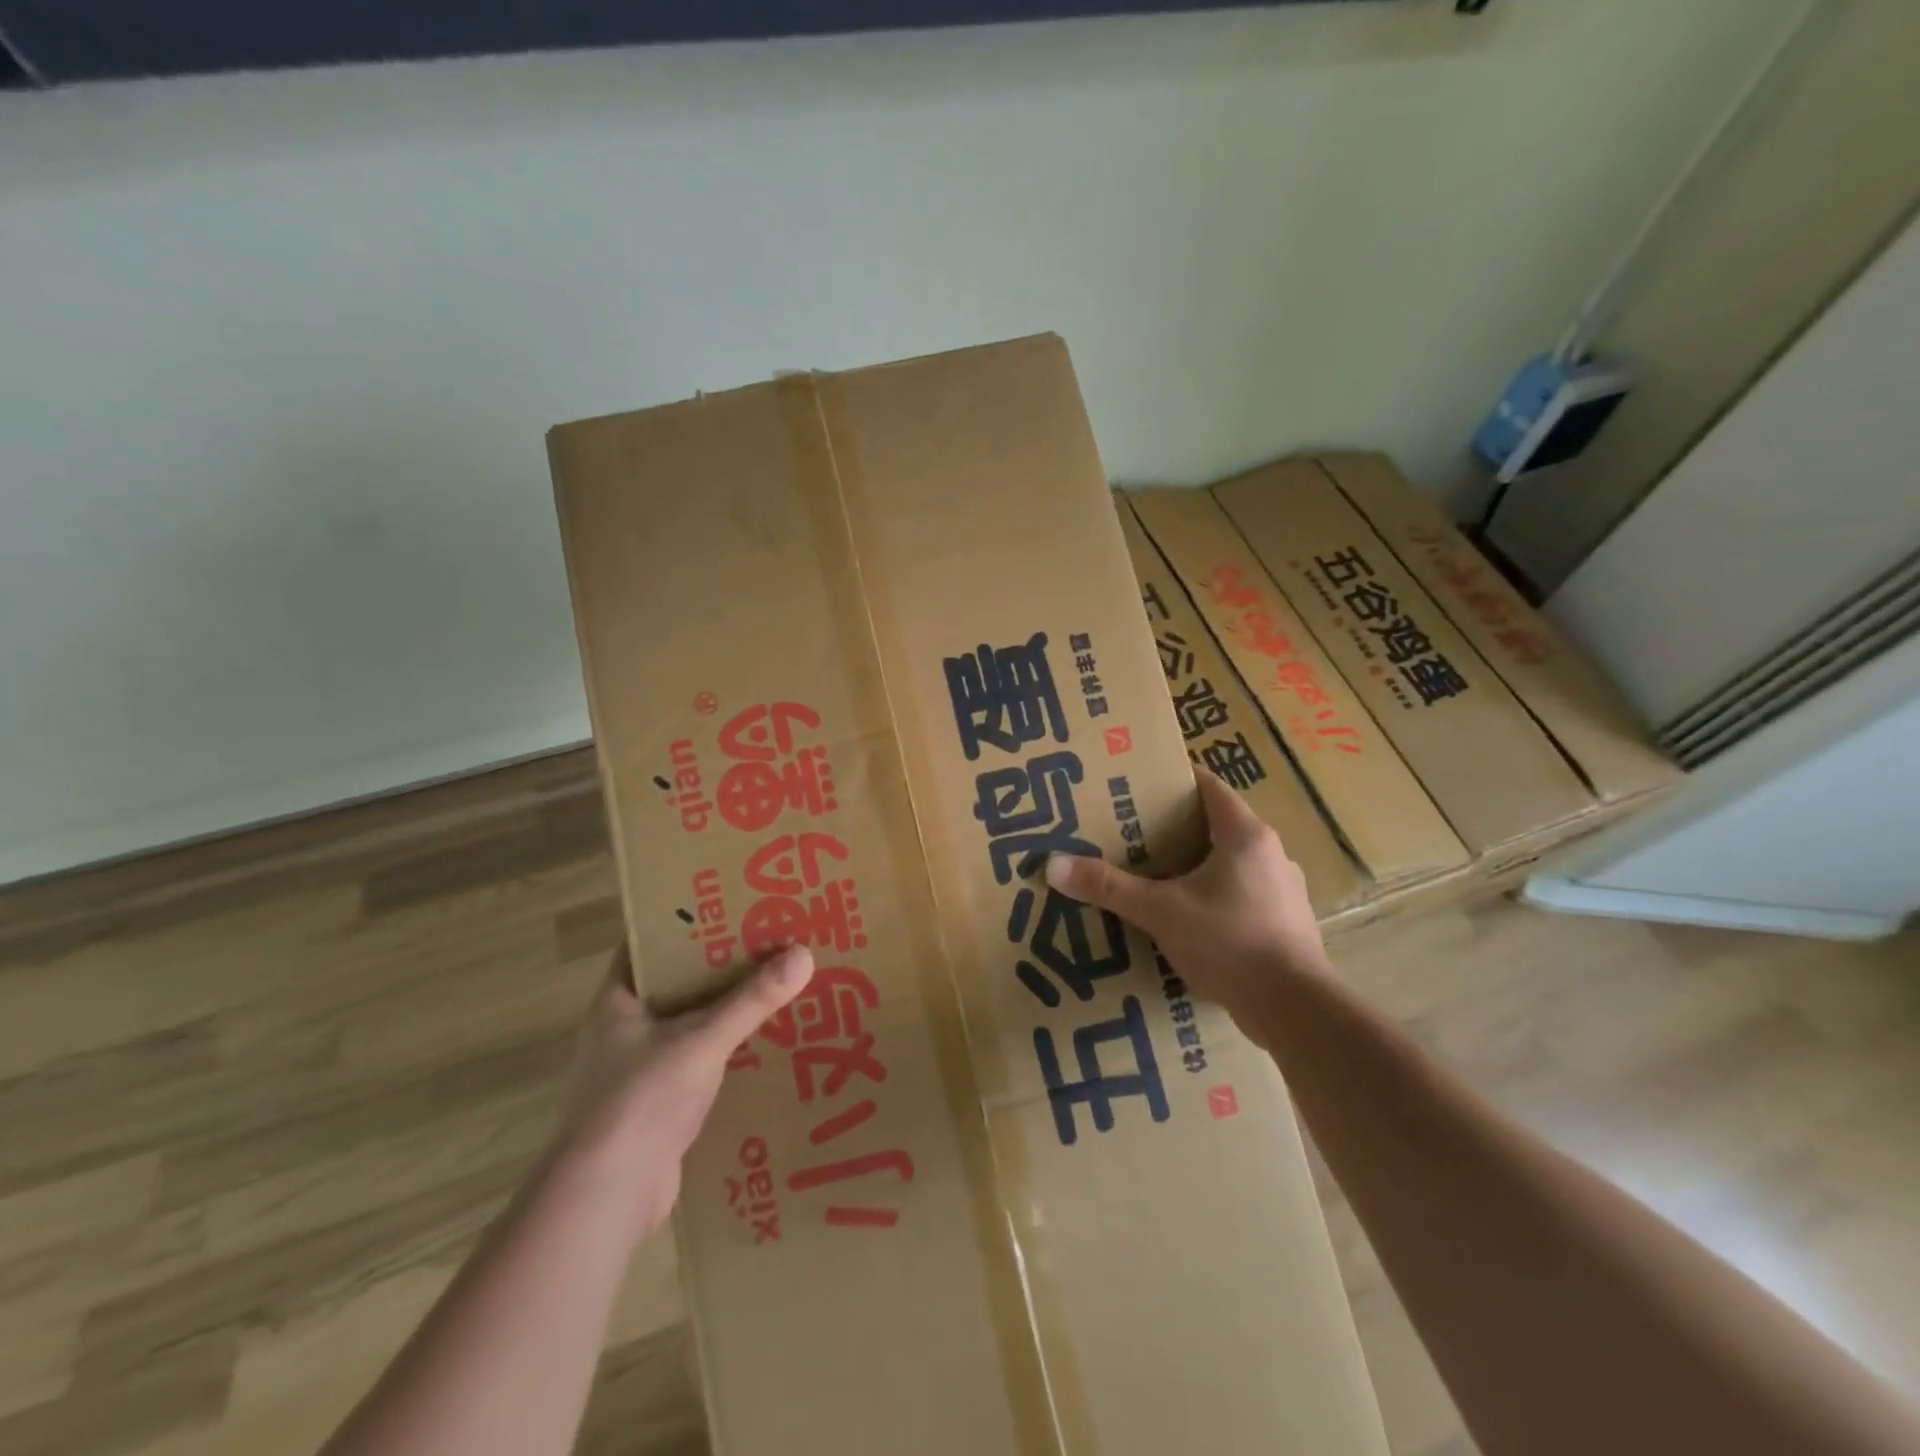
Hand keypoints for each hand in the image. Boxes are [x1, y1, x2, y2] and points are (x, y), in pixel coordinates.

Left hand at [552, 942, 812, 1246]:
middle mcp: (624, 1026)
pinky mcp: (658, 1101)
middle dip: (720, 963)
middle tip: (769, 938)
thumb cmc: (641, 1100)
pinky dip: (726, 1047)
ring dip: (726, 1007)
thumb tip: (804, 953)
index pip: (651, 941)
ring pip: (690, 1021)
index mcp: (618, 998)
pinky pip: (698, 1058)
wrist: (605, 1198)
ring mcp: (639, 1066)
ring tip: (776, 982)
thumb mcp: (702, 1040)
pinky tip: (765, 1040)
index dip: (688, 919)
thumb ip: (752, 999)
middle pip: (678, 980)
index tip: (732, 903)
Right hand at [1045, 770, 1331, 1025]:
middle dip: (1176, 828)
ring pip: (1231, 864)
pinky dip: (1214, 899)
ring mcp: (1283, 890)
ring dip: (1196, 867)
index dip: (1174, 781)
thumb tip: (1052, 865)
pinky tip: (1187, 921)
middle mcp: (1270, 854)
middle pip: (1217, 825)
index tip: (1138, 786)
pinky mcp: (1286, 924)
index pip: (1209, 787)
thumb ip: (1108, 887)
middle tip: (1132, 834)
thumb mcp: (1160, 911)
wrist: (1296, 1009)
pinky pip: (1242, 896)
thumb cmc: (1229, 942)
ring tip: (1154, 878)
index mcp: (1245, 835)